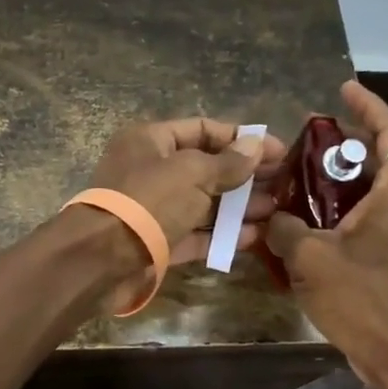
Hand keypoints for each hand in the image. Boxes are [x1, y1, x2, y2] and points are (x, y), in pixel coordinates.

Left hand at [84, 117, 285, 304]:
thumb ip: (227, 162)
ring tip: (277, 210)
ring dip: (238, 206)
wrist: (102, 259)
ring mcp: (152, 208)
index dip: (241, 138)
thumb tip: (256, 145)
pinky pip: (194, 233)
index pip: (202, 129)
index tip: (279, 151)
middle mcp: (150, 170)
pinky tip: (254, 237)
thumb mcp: (192, 173)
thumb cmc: (148, 201)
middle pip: (205, 167)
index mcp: (150, 140)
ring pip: (202, 202)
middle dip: (244, 175)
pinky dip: (221, 234)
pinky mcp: (156, 242)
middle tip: (285, 184)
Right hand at [265, 82, 387, 388]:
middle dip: (341, 145)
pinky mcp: (387, 259)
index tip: (342, 90)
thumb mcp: (311, 257)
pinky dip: (332, 212)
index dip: (369, 106)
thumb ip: (284, 227)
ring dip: (333, 180)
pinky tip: (297, 223)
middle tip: (302, 141)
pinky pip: (359, 220)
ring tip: (292, 179)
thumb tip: (269, 216)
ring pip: (366, 192)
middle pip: (378, 159)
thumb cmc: (363, 296)